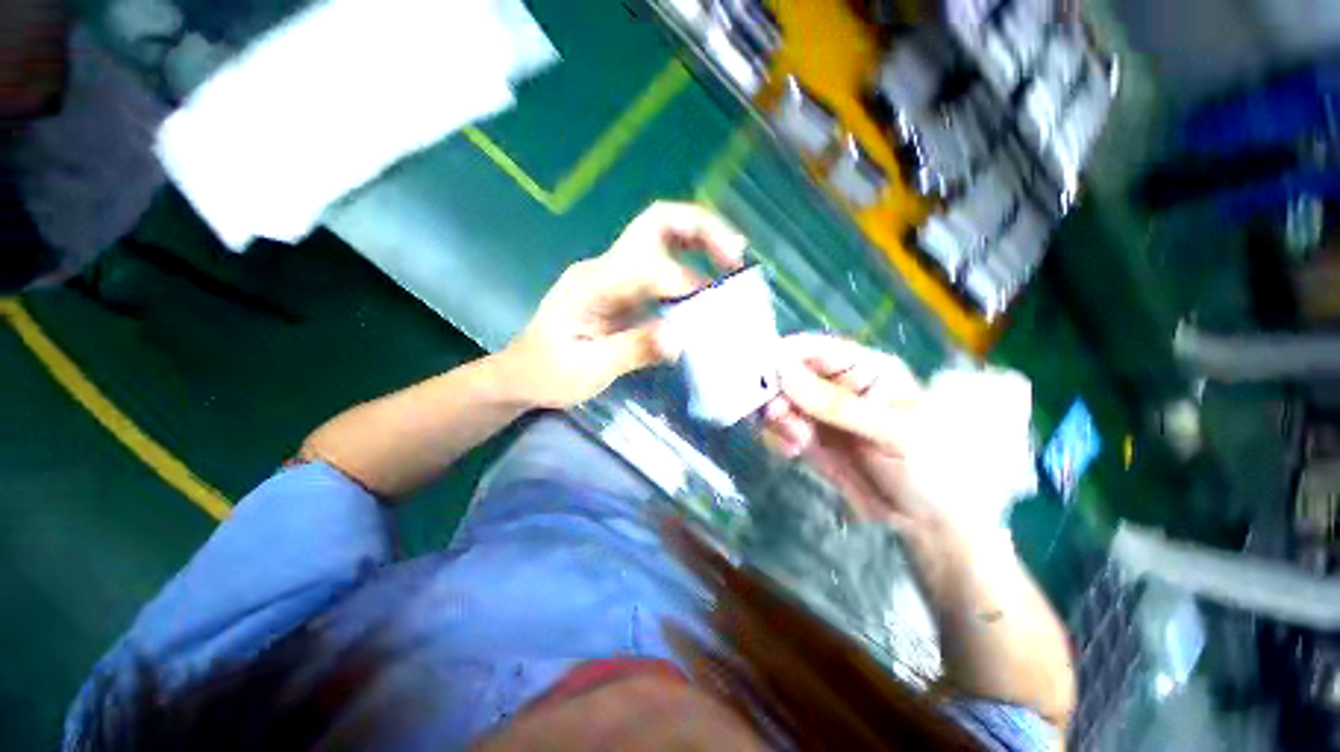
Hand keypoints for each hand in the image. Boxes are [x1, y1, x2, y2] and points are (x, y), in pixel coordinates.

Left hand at [496, 202, 746, 409]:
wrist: (522, 373)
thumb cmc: (547, 374)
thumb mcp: (587, 370)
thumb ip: (633, 350)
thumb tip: (680, 339)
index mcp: (592, 284)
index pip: (647, 267)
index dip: (682, 283)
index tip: (710, 308)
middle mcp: (606, 268)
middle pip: (657, 222)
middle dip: (701, 229)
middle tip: (735, 253)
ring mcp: (616, 275)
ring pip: (664, 237)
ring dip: (701, 242)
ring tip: (733, 264)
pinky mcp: (624, 289)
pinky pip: (664, 267)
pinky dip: (693, 268)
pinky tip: (710, 289)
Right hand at [764, 333, 938, 531]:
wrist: (928, 524)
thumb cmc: (928, 468)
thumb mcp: (890, 432)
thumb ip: (835, 404)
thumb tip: (783, 373)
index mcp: (864, 368)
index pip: (813, 349)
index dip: (783, 356)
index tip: (760, 376)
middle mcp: (836, 385)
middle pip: (787, 374)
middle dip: (776, 393)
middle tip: (779, 418)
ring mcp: (819, 412)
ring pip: (778, 400)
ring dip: (776, 418)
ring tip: (796, 442)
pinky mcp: (808, 437)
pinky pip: (779, 427)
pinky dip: (776, 436)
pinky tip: (792, 451)